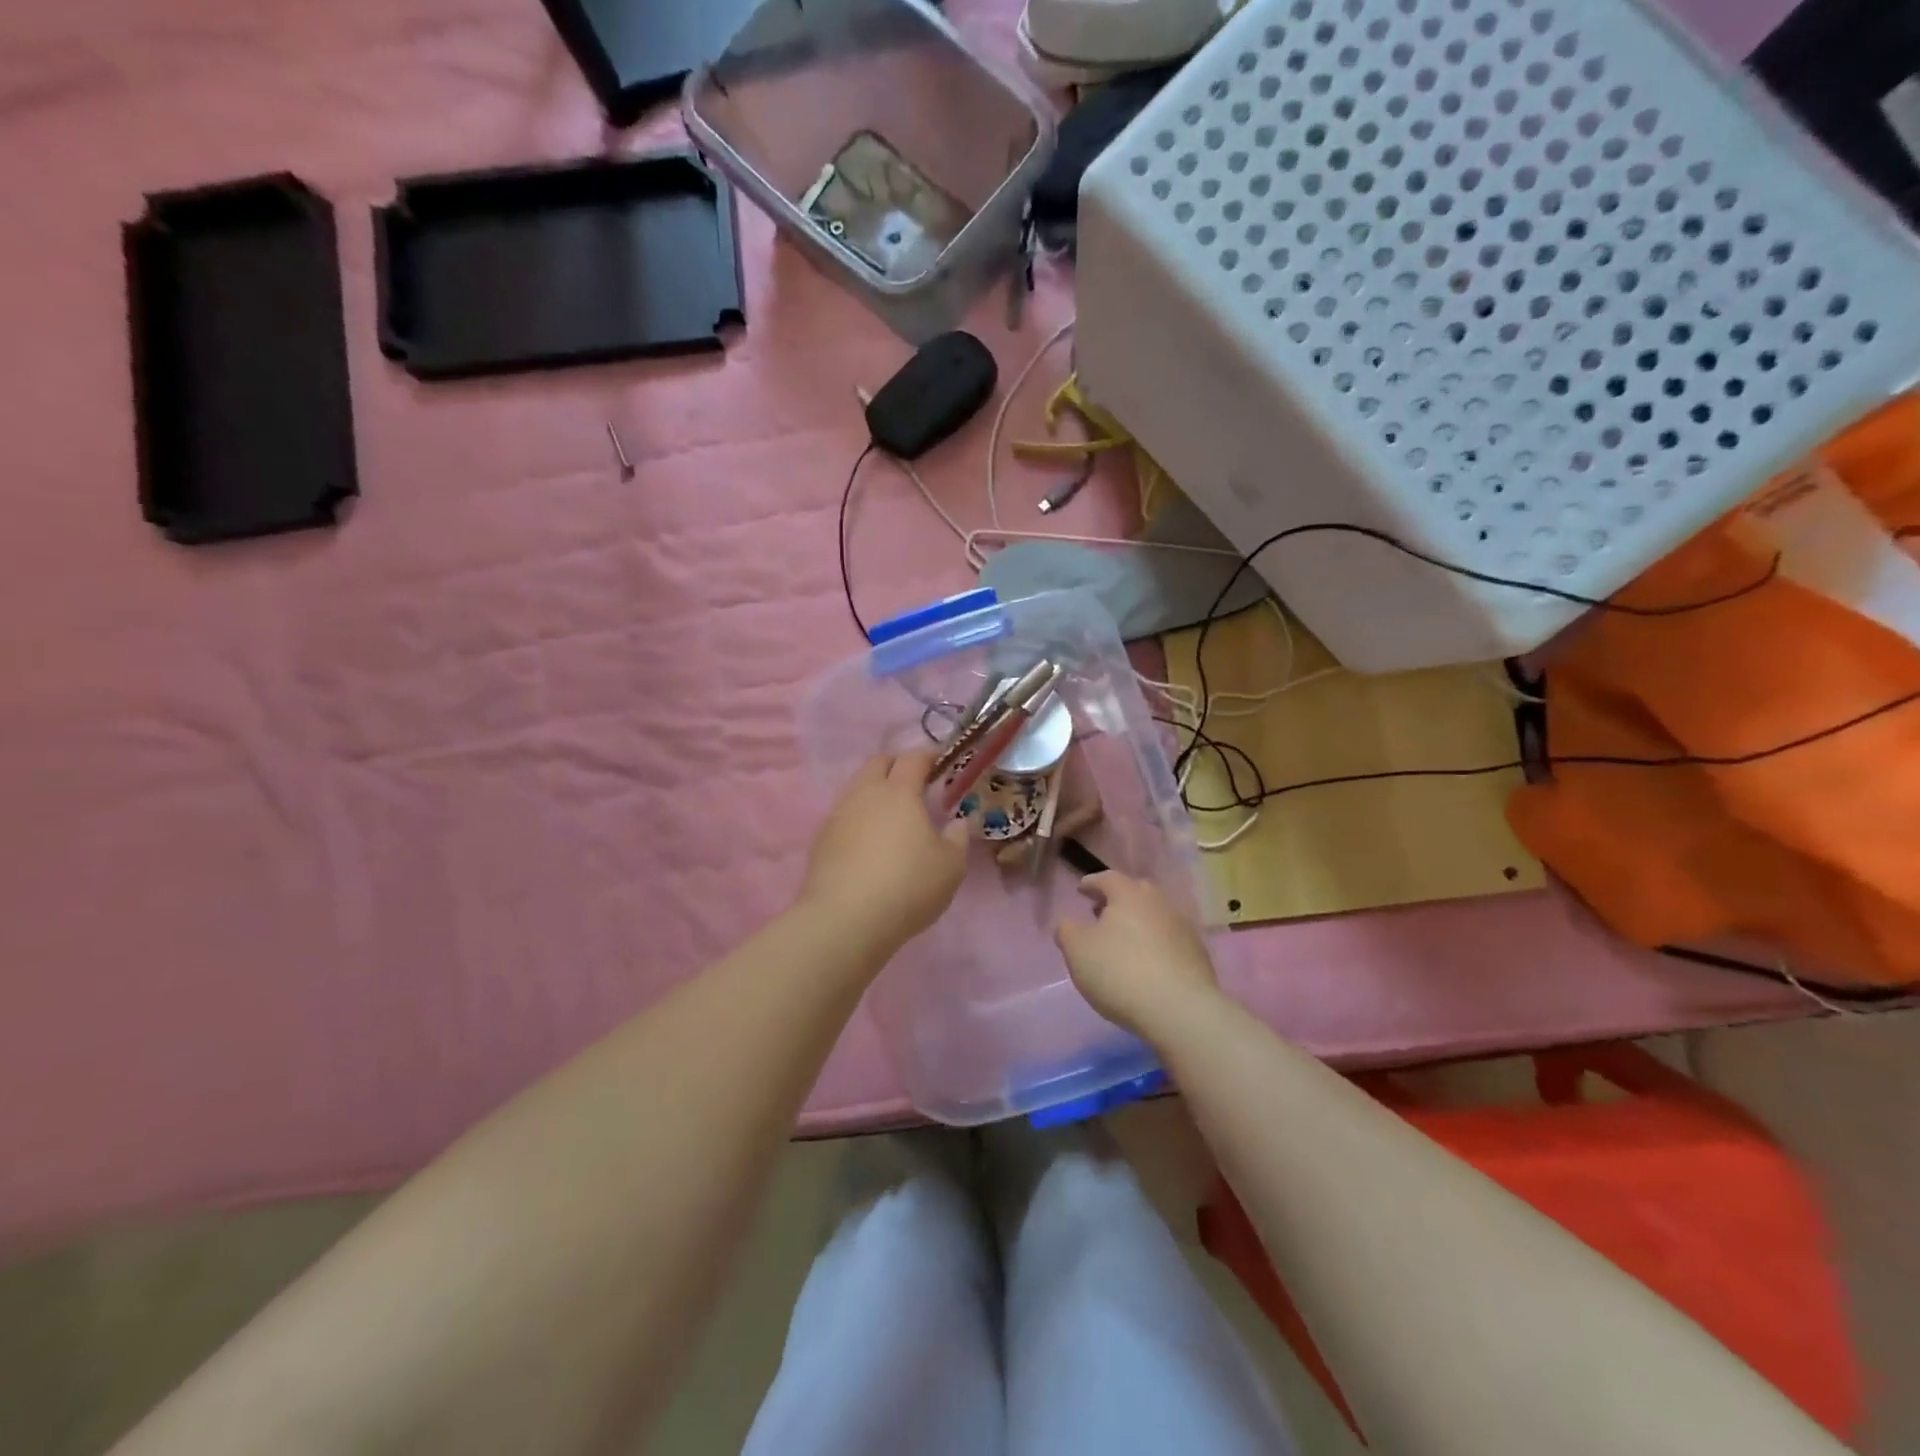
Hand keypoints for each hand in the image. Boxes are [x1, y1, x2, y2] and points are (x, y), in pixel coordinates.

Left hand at [800, 751, 969, 954]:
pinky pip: (843, 816)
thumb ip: (957, 838)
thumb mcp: (950, 867)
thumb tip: (957, 822)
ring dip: (874, 791)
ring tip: (891, 815)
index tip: (941, 763)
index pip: (913, 758)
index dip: (928, 756)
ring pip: (856, 788)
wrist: (844, 920)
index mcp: (899, 792)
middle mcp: (864, 794)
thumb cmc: (907, 886)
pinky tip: (868, 844)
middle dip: (896, 765)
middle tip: (914, 783)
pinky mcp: (820, 840)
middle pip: (878, 763)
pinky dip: (858, 818)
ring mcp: (838, 815)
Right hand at [1056, 873, 1220, 1036]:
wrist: (1180, 1009)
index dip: (1092, 883)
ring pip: (1155, 916)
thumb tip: (1069, 924)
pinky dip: (1156, 945)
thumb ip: (1067, 931)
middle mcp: (1159, 903)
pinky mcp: (1198, 955)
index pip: (1108, 878)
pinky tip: (1148, 964)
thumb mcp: (1077, 951)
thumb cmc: (1120, 972)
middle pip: (1136, 892)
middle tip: (1102, 912)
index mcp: (1129, 895)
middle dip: (1118, 900)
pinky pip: (1170, 940)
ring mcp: (1183, 928)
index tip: (1081, 890)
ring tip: (1124, 941)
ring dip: (1139, 923)